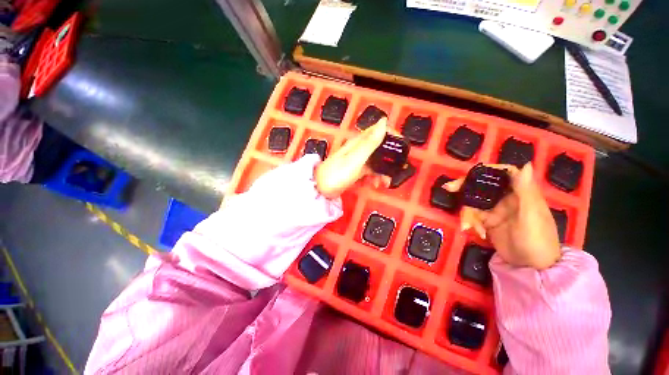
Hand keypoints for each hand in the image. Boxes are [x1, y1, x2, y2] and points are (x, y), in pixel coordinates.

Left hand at [315, 118, 389, 198]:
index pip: (379, 131)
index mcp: (359, 142)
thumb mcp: (355, 159)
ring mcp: (357, 160)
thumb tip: (384, 121)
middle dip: (389, 159)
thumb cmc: (338, 174)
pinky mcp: (355, 170)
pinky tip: (374, 185)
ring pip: (376, 161)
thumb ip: (370, 143)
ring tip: (384, 183)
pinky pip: (369, 171)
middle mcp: (359, 149)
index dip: (392, 135)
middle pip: (380, 148)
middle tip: (395, 171)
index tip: (402, 148)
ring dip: (382, 171)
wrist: (320, 189)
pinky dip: (374, 177)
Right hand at [445, 163, 560, 269]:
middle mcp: (506, 198)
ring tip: (468, 226)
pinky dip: (470, 222)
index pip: (503, 173)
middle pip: (482, 185)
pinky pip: (472, 216)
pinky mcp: (487, 221)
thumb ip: (525, 191)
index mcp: (520, 192)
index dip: (486, 170)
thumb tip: (526, 164)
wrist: (531, 268)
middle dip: (465, 187)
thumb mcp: (531, 216)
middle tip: (449, 189)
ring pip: (473, 202)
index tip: (469, 174)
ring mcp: (495, 210)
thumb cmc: (537, 240)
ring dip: (468, 213)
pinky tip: (476, 232)